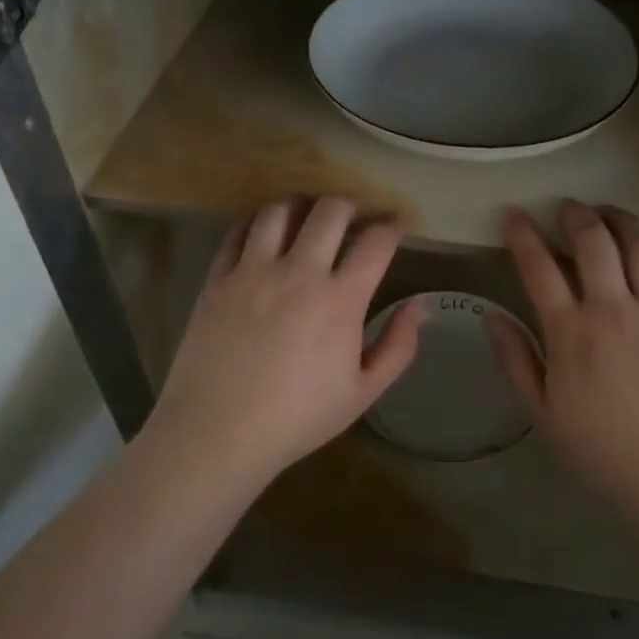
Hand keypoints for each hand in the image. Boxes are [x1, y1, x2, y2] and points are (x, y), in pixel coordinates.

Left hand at [145, 197, 423, 483]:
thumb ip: (398, 346)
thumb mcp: (363, 392)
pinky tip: (263, 232)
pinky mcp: (218, 278)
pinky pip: (238, 231)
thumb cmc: (297, 418)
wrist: (218, 432)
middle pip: (329, 210)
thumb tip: (420, 306)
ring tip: (306, 217)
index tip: (400, 223)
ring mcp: (253, 271)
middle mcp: (298, 272)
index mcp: (340, 299)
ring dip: (301, 206)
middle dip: (350, 206)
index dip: (394, 224)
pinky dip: (257, 223)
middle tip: (354, 218)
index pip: (376, 241)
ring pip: (280, 210)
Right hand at [486, 200, 638, 519]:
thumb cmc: (603, 451)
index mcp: (571, 332)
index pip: (539, 267)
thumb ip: (514, 360)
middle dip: (576, 214)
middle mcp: (615, 309)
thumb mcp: (542, 413)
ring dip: (623, 220)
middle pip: (593, 241)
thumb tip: (491, 316)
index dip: (522, 234)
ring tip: (611, 213)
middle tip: (568, 206)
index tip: (513, 215)